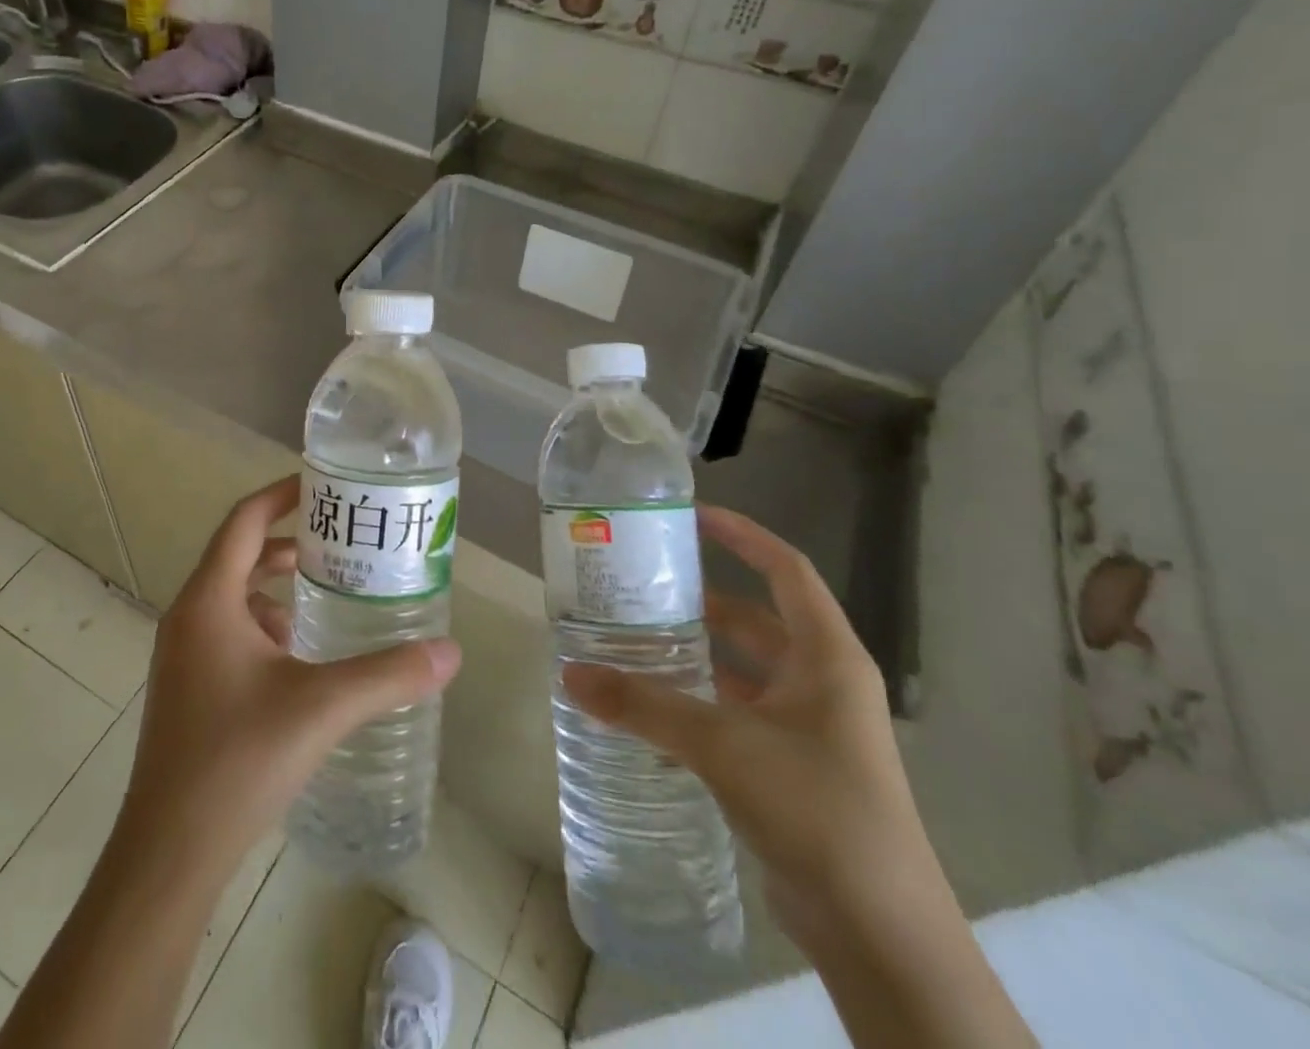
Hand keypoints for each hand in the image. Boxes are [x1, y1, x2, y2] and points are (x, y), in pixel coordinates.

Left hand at [121, 475, 461, 870]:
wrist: (168, 853)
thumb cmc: (237, 760)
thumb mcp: (321, 707)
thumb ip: (388, 675)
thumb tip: (451, 652)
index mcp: (209, 601)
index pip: (244, 521)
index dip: (281, 494)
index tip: (321, 484)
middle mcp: (189, 617)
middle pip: (240, 555)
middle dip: (290, 544)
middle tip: (341, 544)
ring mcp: (183, 655)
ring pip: (233, 597)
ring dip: (277, 590)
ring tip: (328, 599)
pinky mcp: (187, 688)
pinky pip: (228, 632)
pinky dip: (264, 627)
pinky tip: (299, 660)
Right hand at [562, 505, 934, 950]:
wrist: (881, 934)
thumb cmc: (816, 809)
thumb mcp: (723, 744)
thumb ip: (644, 705)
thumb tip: (570, 673)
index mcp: (826, 658)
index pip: (786, 570)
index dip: (743, 537)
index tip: (692, 517)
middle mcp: (822, 684)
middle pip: (758, 619)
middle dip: (703, 601)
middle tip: (642, 587)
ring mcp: (810, 729)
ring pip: (744, 671)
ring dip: (696, 656)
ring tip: (634, 642)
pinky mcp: (793, 769)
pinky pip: (738, 715)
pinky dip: (699, 705)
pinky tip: (652, 714)